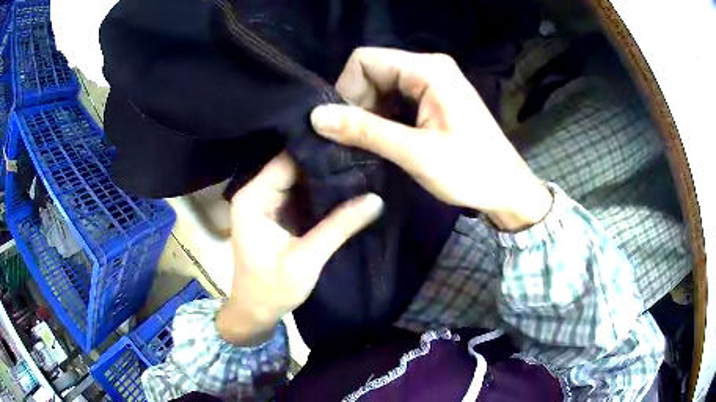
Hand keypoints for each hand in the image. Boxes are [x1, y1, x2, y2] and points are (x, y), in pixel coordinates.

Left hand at [216, 153, 382, 344]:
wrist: (255, 312)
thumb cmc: (272, 290)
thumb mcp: (306, 259)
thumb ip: (339, 226)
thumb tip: (376, 199)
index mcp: (253, 198)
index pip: (288, 161)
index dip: (319, 154)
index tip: (353, 148)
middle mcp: (256, 193)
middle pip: (294, 166)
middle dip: (325, 164)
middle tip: (362, 158)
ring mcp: (266, 202)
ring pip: (299, 179)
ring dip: (325, 178)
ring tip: (359, 169)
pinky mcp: (277, 213)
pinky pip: (301, 193)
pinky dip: (321, 193)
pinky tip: (346, 188)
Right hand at [310, 47, 551, 230]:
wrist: (507, 188)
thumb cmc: (470, 171)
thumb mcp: (415, 152)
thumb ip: (366, 130)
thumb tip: (317, 117)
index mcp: (428, 69)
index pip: (364, 60)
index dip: (346, 89)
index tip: (347, 125)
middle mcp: (430, 66)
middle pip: (372, 71)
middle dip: (358, 103)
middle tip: (361, 140)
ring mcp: (434, 81)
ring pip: (383, 85)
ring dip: (371, 112)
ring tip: (374, 144)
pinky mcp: (436, 97)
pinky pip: (397, 97)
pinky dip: (385, 116)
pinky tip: (388, 139)